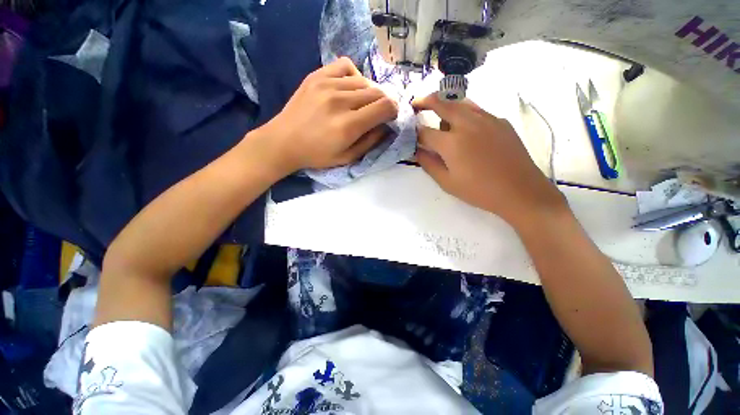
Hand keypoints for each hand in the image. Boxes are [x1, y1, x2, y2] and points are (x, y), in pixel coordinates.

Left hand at [255, 57, 397, 174]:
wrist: (283, 141)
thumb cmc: (317, 155)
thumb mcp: (347, 158)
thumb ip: (370, 142)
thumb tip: (386, 127)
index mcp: (349, 125)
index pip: (385, 106)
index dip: (393, 111)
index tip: (390, 118)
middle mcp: (340, 101)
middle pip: (377, 92)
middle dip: (383, 103)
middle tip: (377, 114)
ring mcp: (327, 84)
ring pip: (364, 81)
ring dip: (369, 93)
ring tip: (362, 104)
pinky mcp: (317, 76)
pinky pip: (345, 66)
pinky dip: (354, 76)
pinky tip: (350, 87)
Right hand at [413, 94, 566, 227]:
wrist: (520, 191)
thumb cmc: (479, 190)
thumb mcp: (447, 182)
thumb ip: (428, 164)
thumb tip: (417, 151)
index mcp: (451, 142)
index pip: (424, 132)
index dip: (414, 132)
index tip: (409, 134)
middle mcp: (467, 124)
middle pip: (441, 103)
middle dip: (425, 101)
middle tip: (416, 103)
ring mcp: (486, 119)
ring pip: (460, 102)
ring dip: (446, 105)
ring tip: (440, 116)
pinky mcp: (500, 121)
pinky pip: (477, 110)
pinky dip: (464, 113)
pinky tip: (466, 128)